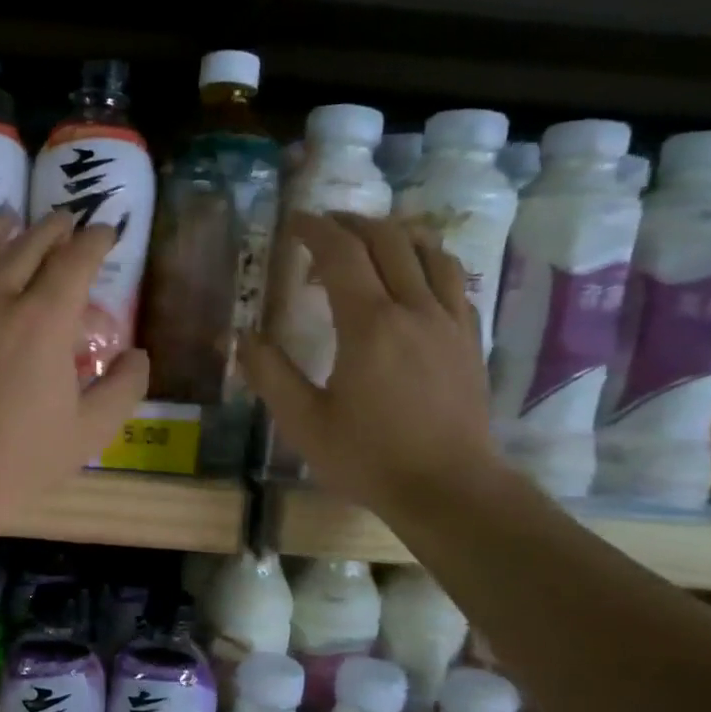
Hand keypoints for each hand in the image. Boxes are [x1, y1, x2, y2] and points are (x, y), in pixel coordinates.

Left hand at [0, 210, 149, 523]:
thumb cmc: (22, 461)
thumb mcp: (91, 431)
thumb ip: (123, 387)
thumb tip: (138, 354)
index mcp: (44, 322)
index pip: (75, 262)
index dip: (94, 240)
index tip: (106, 231)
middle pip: (26, 247)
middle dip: (52, 227)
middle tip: (66, 217)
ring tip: (7, 216)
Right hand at [240, 212, 497, 518]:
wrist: (449, 488)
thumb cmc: (368, 458)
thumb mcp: (303, 422)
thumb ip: (270, 374)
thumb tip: (241, 336)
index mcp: (369, 324)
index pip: (341, 253)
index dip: (315, 230)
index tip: (294, 223)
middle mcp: (413, 308)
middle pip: (387, 240)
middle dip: (352, 223)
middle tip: (324, 227)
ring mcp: (449, 321)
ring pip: (429, 251)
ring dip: (395, 234)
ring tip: (370, 241)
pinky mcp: (469, 340)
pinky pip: (452, 281)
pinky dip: (428, 263)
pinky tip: (414, 279)